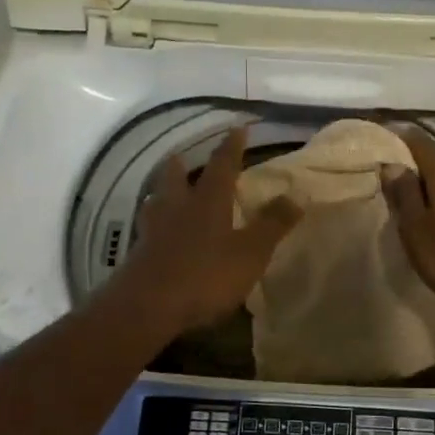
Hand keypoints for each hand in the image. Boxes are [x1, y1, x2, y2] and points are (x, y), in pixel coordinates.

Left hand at [112, 125, 302, 335]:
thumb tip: (295, 195)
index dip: (231, 147)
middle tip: (181, 155)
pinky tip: (156, 233)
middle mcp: (177, 208)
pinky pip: (148, 229)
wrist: (147, 306)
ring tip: (166, 192)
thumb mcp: (250, 252)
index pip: (221, 165)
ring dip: (162, 192)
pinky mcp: (138, 254)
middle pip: (175, 177)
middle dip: (181, 165)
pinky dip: (155, 224)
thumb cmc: (205, 275)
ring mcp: (153, 230)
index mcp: (207, 201)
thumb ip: (272, 224)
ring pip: (156, 201)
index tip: (237, 128)